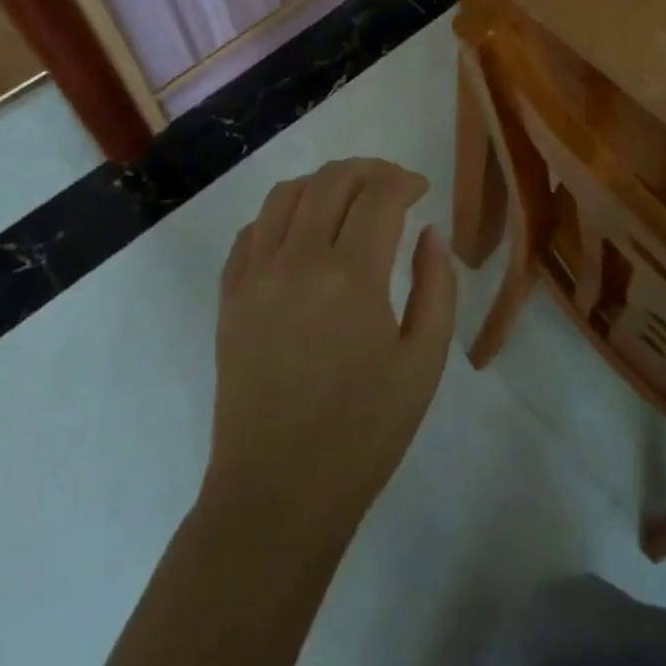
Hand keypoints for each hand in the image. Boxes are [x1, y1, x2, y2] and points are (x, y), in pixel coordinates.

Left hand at [205, 158, 456, 536]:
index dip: (404, 181)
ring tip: (349, 200)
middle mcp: (296, 262)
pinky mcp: (229, 298)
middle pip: (331, 181)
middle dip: (369, 170)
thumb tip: (431, 232)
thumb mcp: (423, 363)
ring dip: (324, 183)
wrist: (277, 494)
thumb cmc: (363, 434)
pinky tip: (302, 232)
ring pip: (285, 195)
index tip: (422, 190)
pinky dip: (282, 214)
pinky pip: (252, 231)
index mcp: (350, 278)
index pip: (378, 196)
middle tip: (393, 186)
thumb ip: (436, 286)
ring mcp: (255, 277)